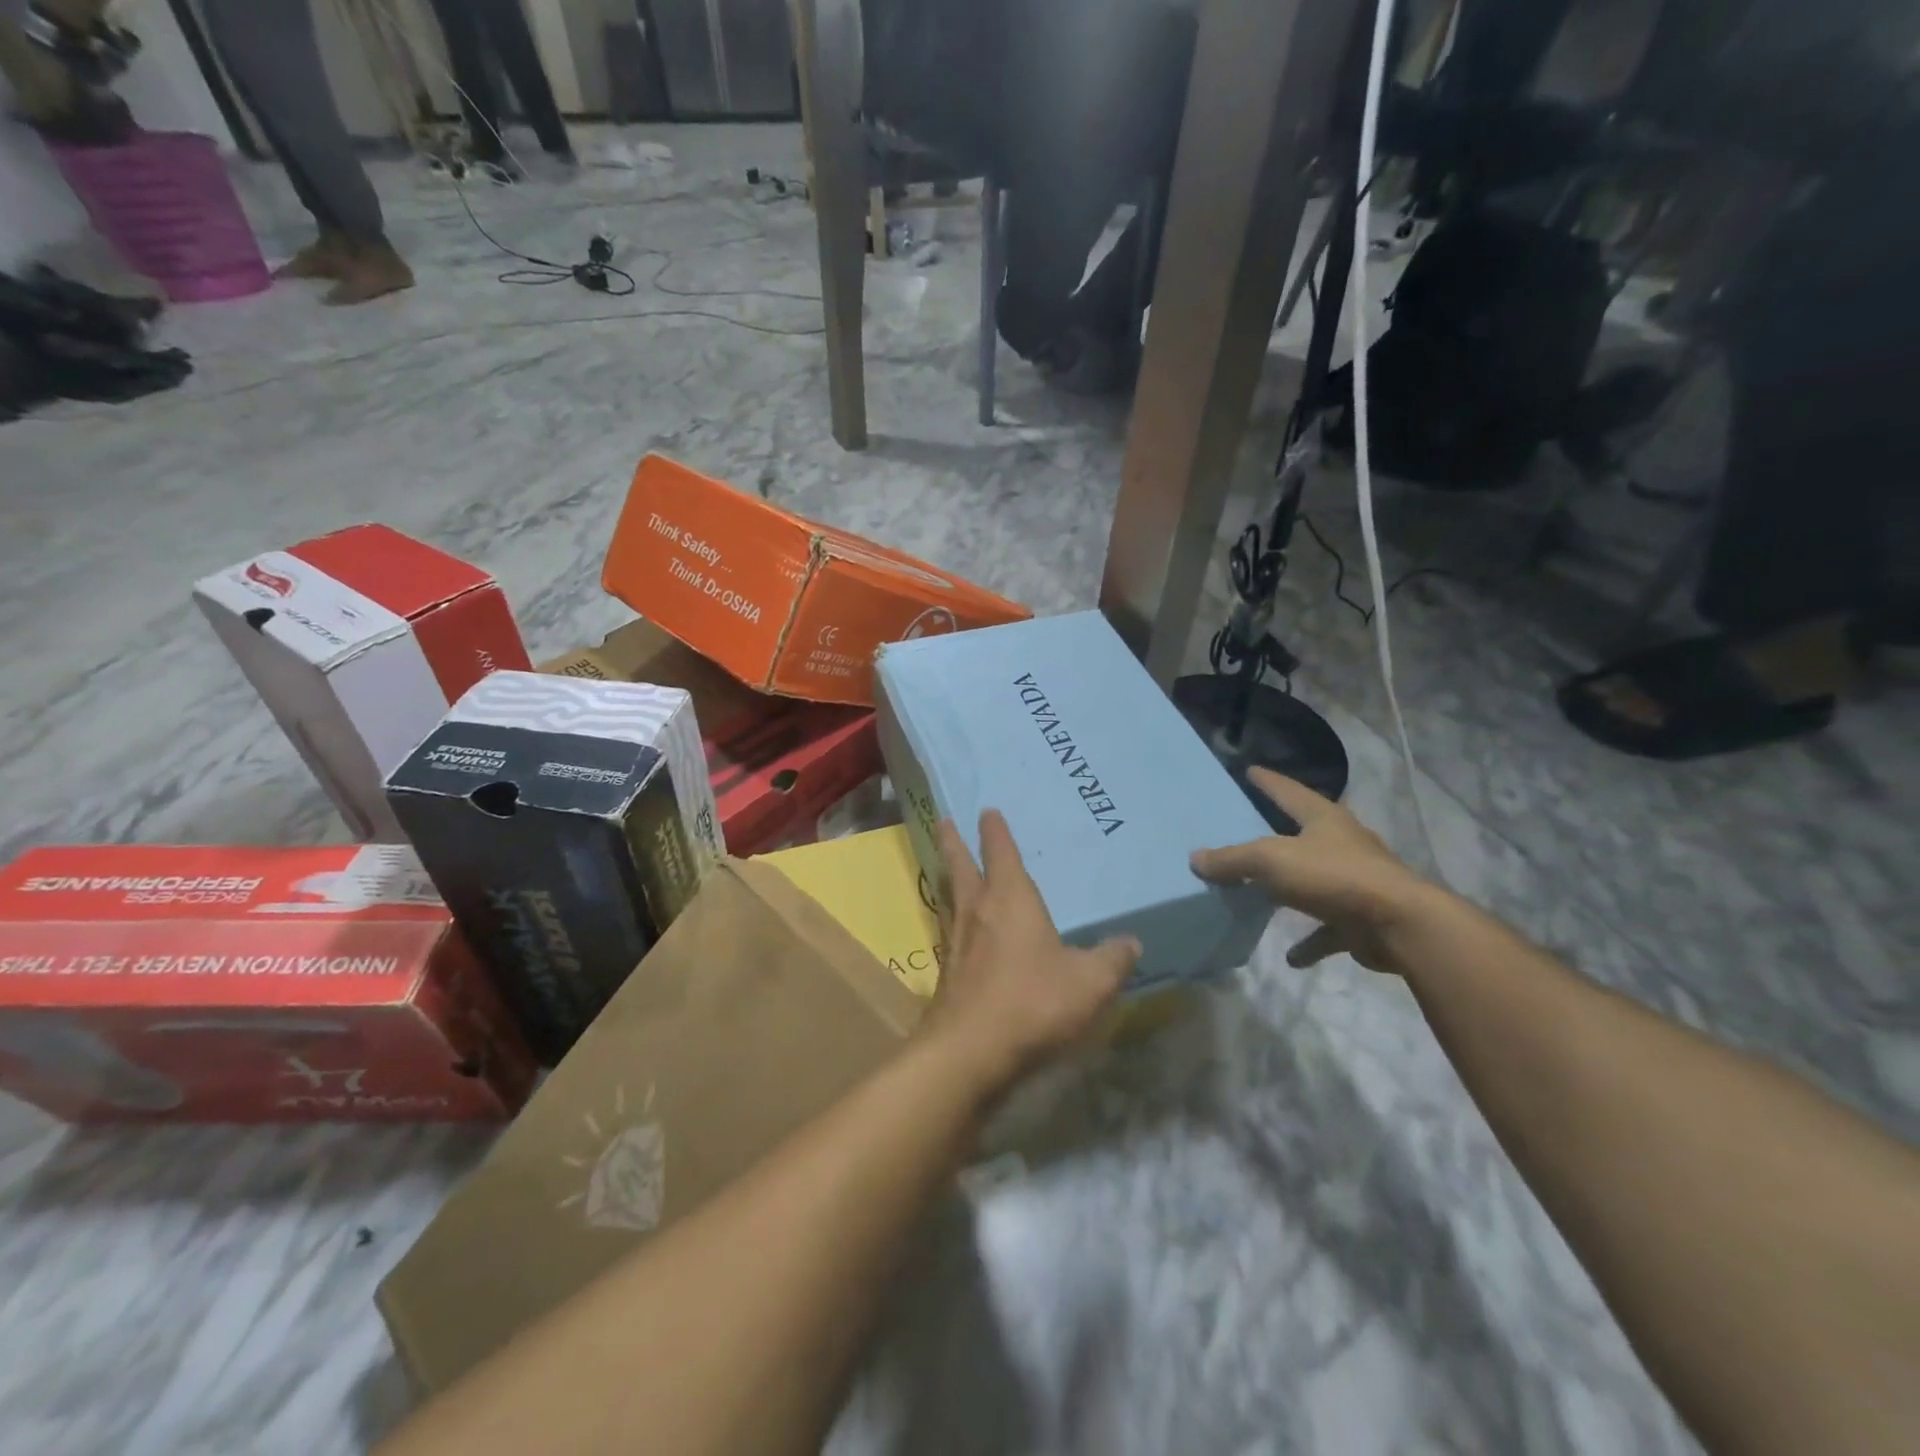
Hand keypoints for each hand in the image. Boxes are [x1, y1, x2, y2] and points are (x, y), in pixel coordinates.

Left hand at [923, 810, 1138, 1095]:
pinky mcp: (946, 974)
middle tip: (944, 821)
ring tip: (945, 867)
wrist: (970, 1051)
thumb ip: (1112, 960)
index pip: (1002, 854)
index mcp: (1011, 900)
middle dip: (954, 843)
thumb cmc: (1032, 1002)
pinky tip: (957, 934)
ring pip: (950, 897)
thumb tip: (1131, 942)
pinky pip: (948, 933)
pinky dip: (951, 921)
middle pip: (961, 867)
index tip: (988, 811)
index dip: (996, 831)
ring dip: (947, 877)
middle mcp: (978, 912)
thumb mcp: (1089, 983)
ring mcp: (956, 943)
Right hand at [1190, 769, 1432, 973]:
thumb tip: (1196, 858)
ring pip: (1315, 880)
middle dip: (1280, 833)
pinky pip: (1327, 929)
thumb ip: (1233, 859)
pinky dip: (1310, 941)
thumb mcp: (1272, 860)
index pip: (1289, 791)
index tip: (1250, 770)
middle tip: (1251, 829)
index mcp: (1324, 819)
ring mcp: (1355, 882)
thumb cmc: (1334, 877)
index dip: (1268, 781)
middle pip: (1305, 833)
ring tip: (1262, 893)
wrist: (1400, 925)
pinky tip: (1291, 956)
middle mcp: (1343, 844)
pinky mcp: (1361, 918)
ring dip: (1292, 888)